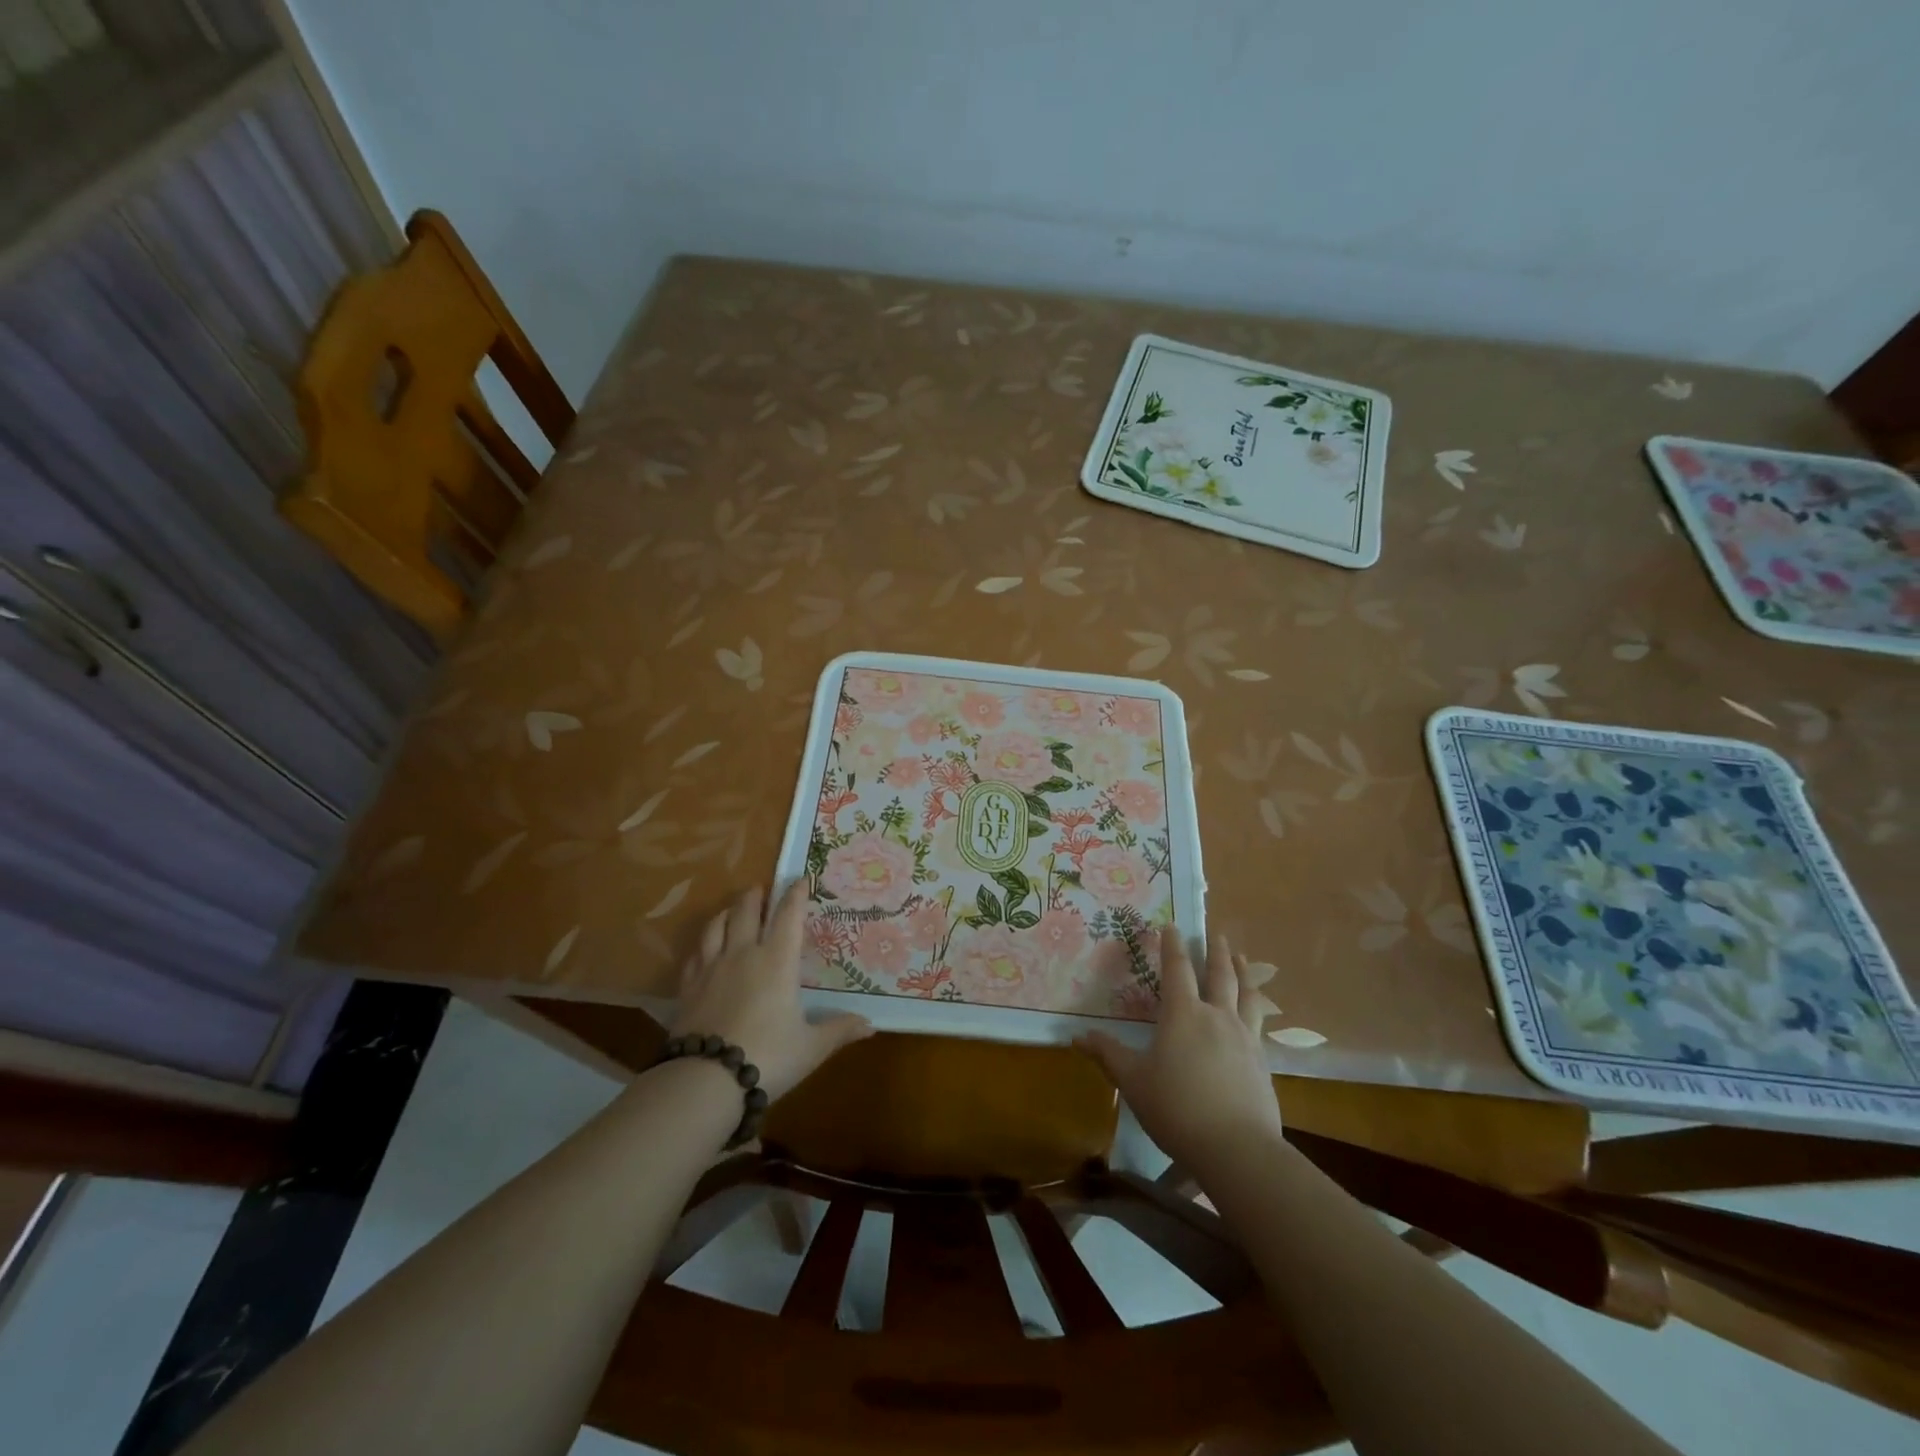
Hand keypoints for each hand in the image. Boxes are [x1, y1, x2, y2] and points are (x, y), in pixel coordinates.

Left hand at [671, 883, 873, 1101]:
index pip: (788, 916)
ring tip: (731, 910)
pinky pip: (694, 955)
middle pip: (746, 912)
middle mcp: (743, 954)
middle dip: (755, 896)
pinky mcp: (687, 988)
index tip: (800, 879)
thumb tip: (870, 1024)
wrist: (705, 1081)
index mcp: (777, 961)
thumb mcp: (811, 1048)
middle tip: (761, 888)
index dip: (795, 895)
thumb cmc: (768, 1057)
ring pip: (715, 927)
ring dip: (726, 913)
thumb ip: (838, 1031)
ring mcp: (711, 969)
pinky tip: (703, 949)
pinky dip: (702, 945)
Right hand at [1077, 925, 1282, 1175]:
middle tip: (1215, 934)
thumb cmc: (1177, 1108)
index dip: (1172, 946)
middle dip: (1215, 951)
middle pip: (1219, 974)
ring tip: (1241, 958)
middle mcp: (1217, 1016)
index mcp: (1183, 1014)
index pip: (1177, 969)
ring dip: (1243, 972)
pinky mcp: (1263, 1063)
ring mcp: (1246, 1038)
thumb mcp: (1133, 1081)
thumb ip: (1108, 1055)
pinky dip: (1256, 1008)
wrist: (1237, 1149)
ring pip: (1247, 994)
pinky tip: (1255, 1015)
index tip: (1172, 926)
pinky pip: (1259, 1024)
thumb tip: (1076, 1036)